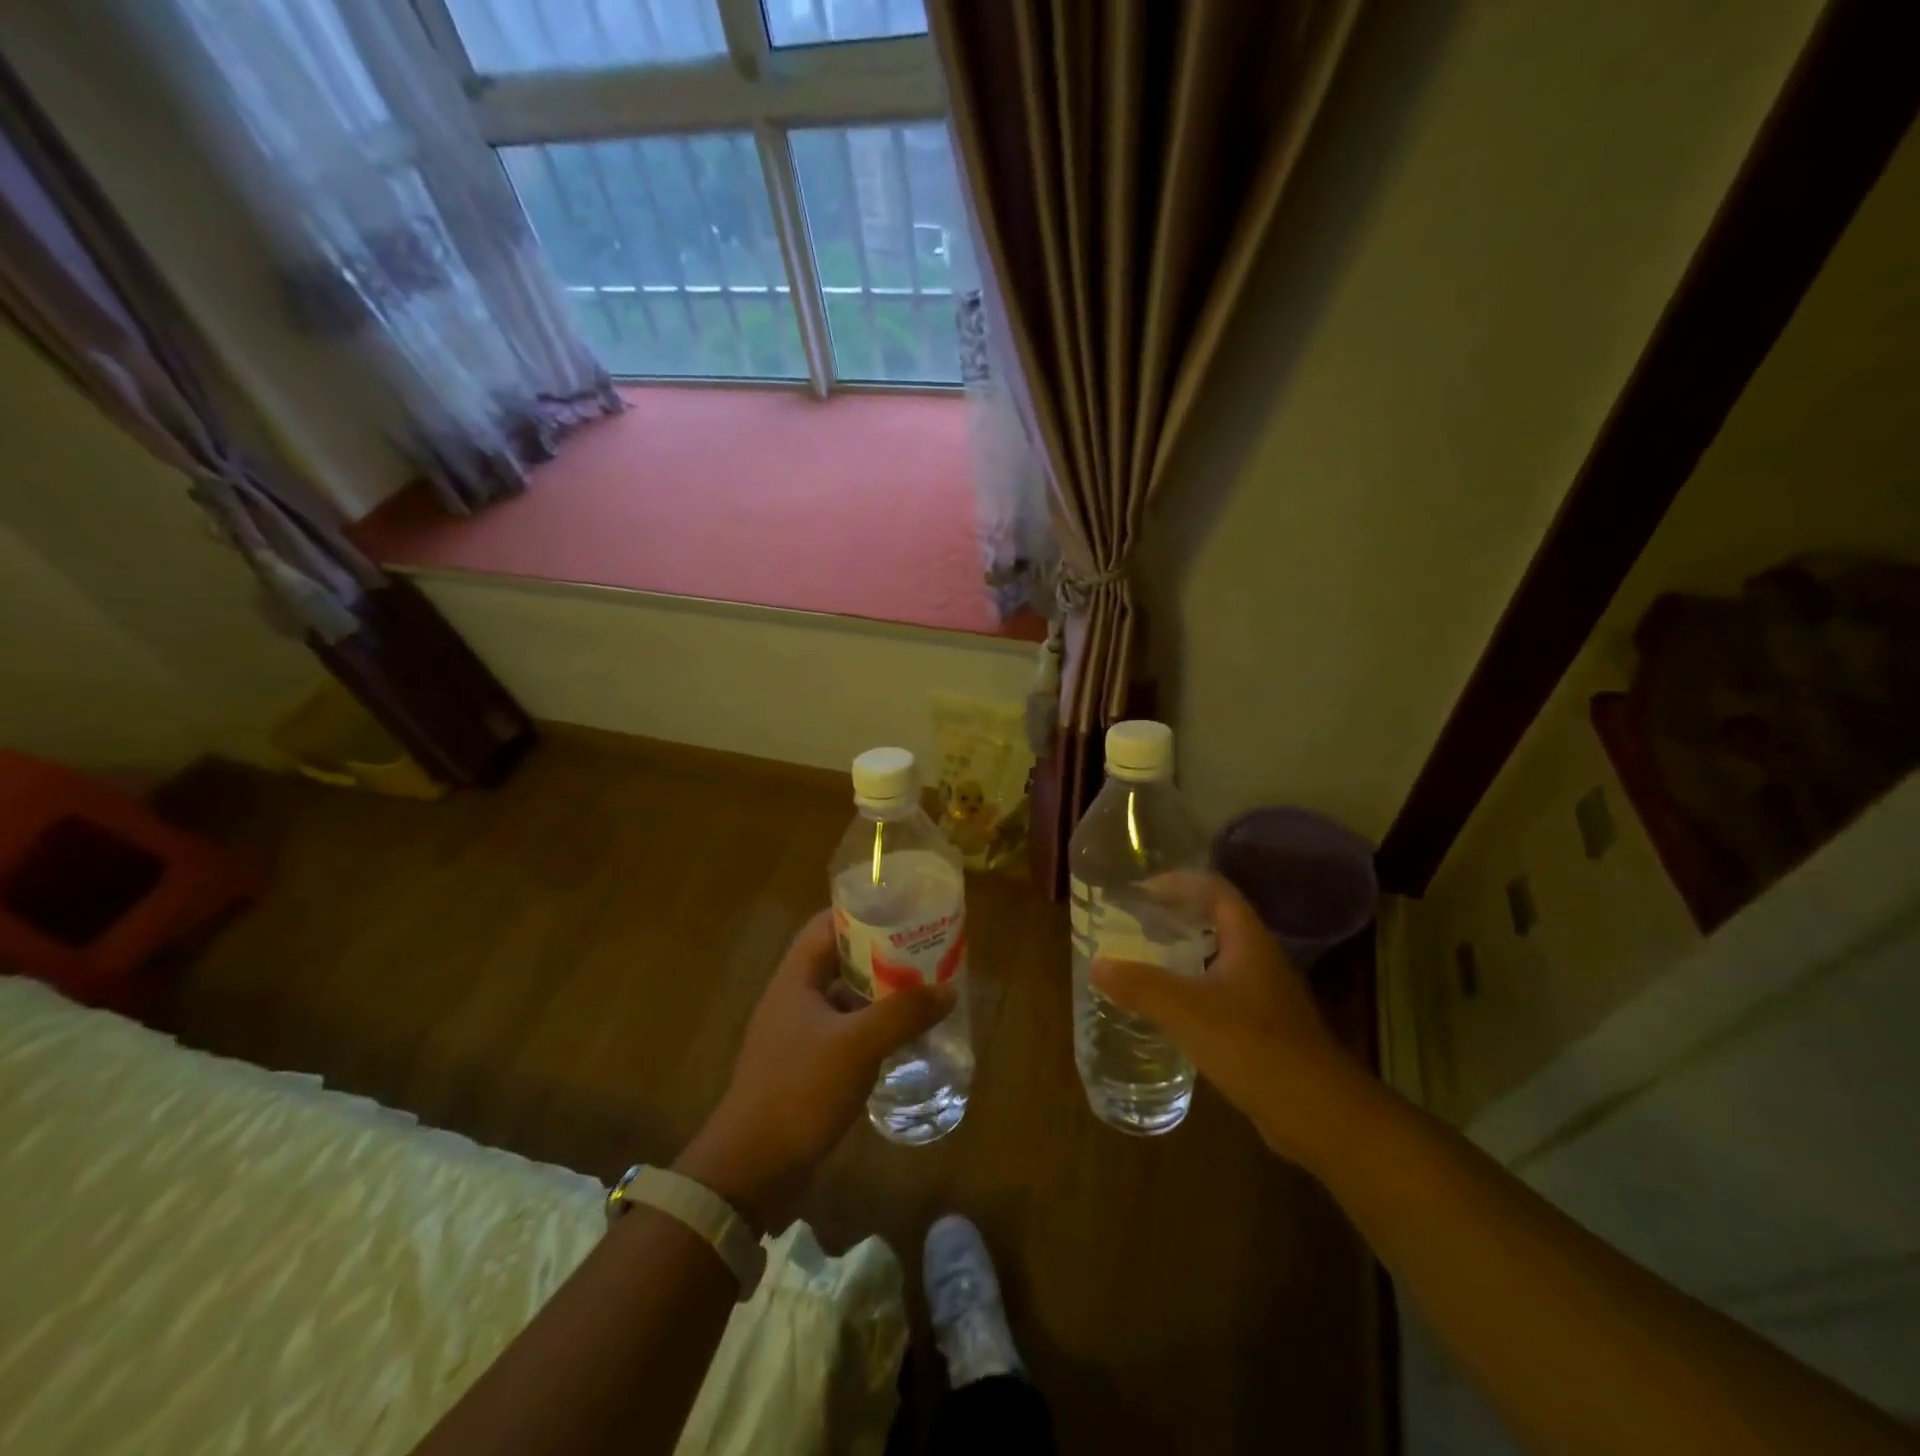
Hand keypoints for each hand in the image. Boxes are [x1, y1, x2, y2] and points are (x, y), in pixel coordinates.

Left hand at [676, 909, 955, 1231]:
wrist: (750, 1172)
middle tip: (924, 952)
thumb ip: (904, 1013)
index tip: (903, 911)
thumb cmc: (799, 1091)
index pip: (826, 925)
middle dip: (880, 954)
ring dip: (878, 993)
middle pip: (839, 960)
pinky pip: (843, 1033)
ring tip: (921, 990)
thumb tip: (947, 989)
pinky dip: (871, 1029)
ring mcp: (796, 1036)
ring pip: (843, 998)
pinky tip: (901, 1039)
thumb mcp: (858, 1045)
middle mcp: (793, 999)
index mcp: (795, 979)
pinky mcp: (804, 1069)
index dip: (862, 912)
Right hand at [1089, 872, 1370, 1166]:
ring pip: (1221, 957)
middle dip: (1177, 916)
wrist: (1319, 1114)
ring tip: (1146, 958)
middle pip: (1218, 920)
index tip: (1141, 891)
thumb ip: (1140, 985)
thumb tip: (1097, 964)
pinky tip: (1172, 1008)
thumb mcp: (1186, 1011)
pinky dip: (1194, 987)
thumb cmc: (1252, 1046)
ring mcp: (1267, 994)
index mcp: (1248, 940)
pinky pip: (1224, 991)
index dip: (1177, 883)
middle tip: (1136, 922)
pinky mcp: (1266, 1027)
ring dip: (1185, 952)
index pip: (1214, 890)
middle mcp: (1261, 958)